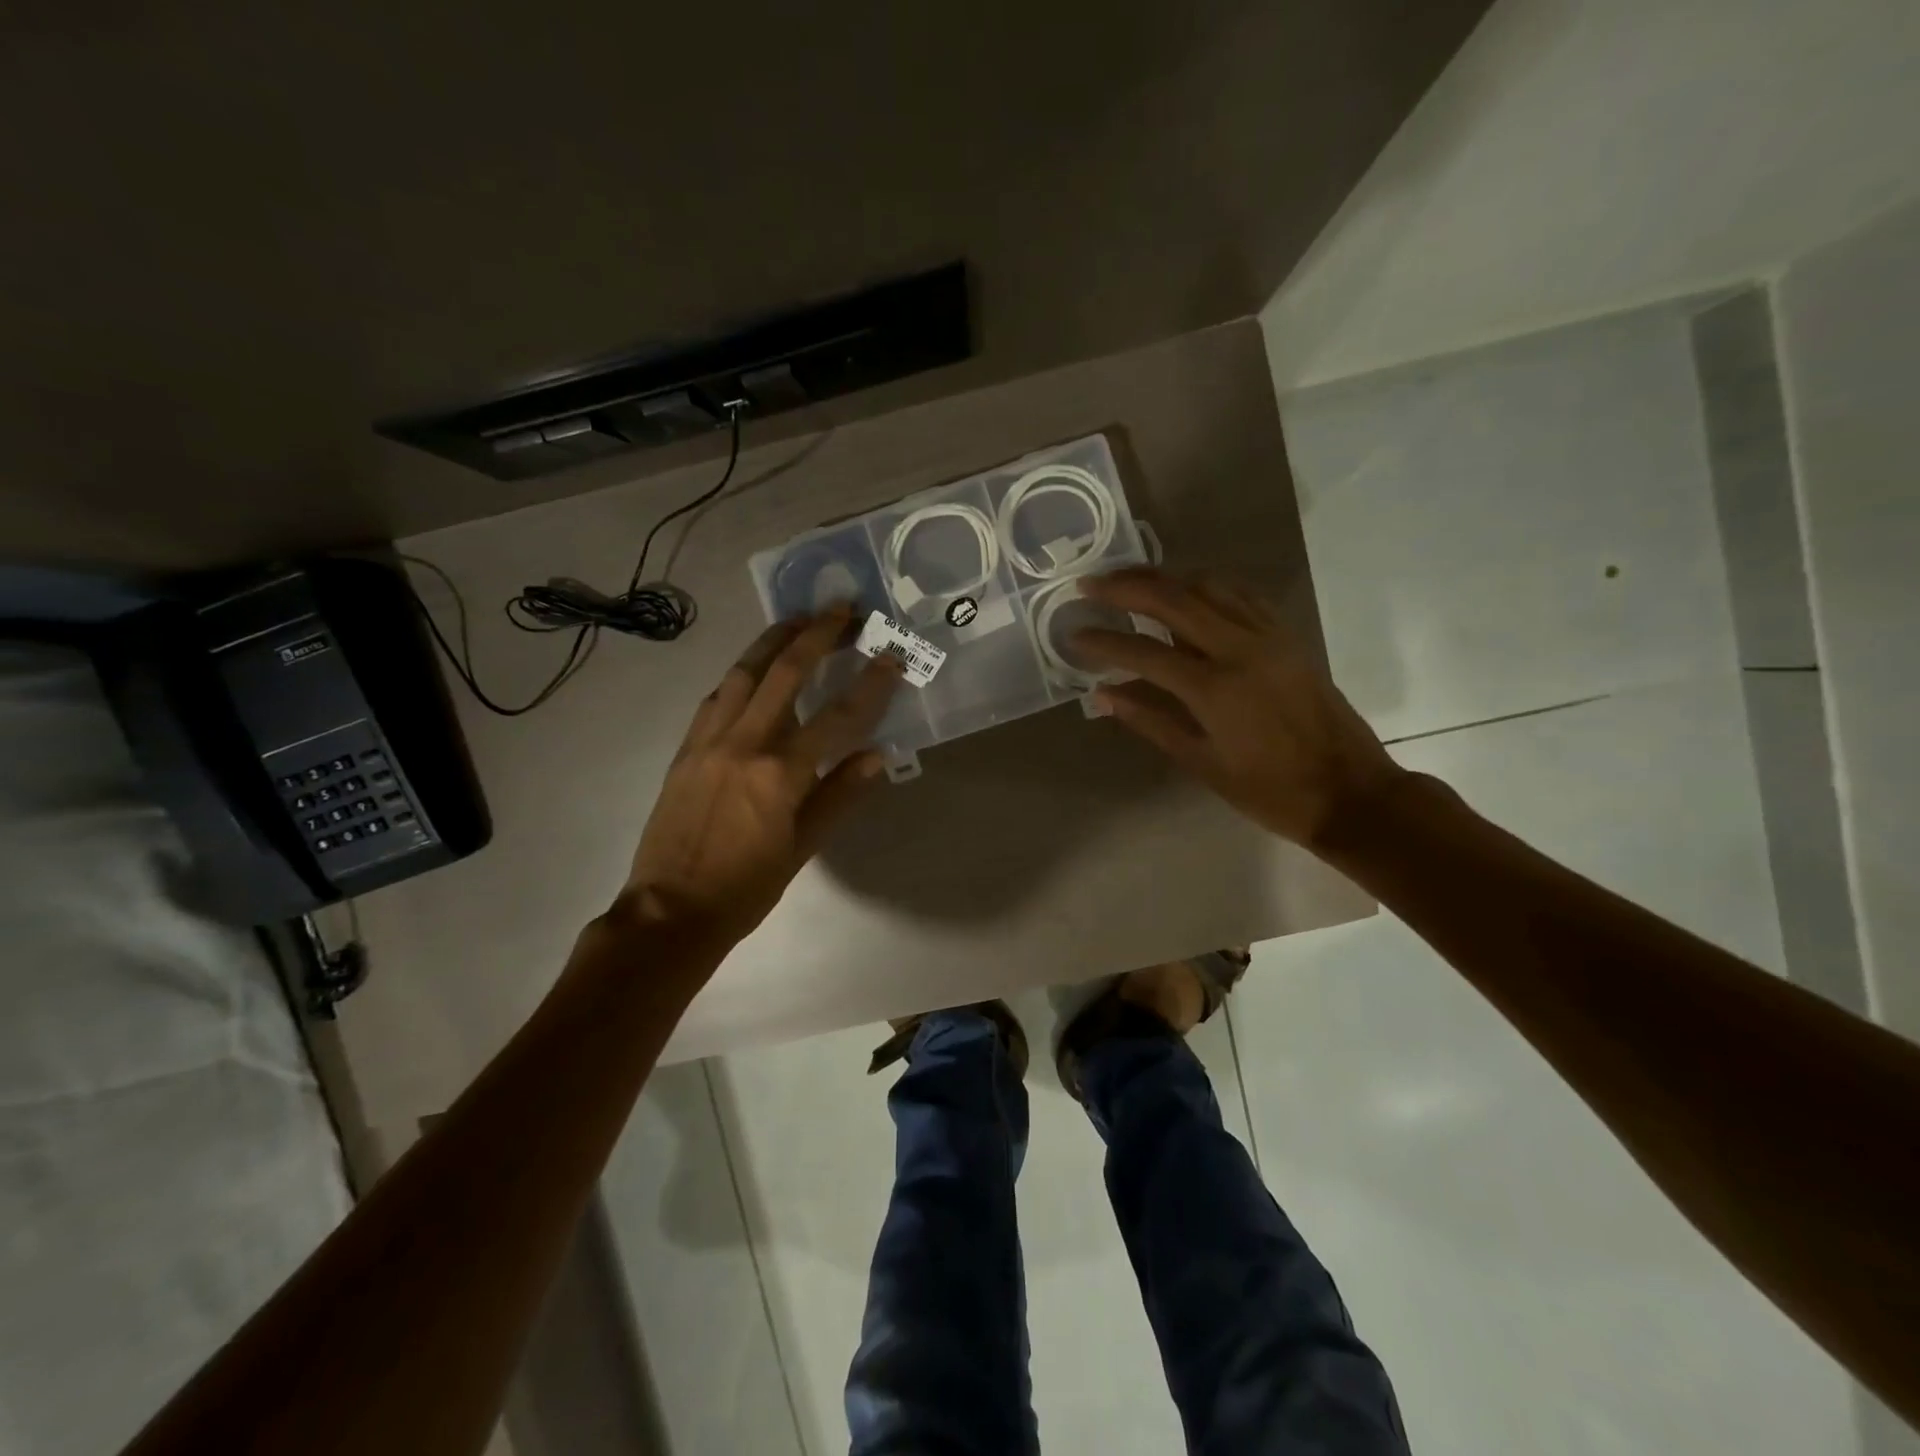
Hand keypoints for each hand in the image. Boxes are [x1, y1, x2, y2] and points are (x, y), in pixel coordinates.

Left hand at [618, 605, 902, 943]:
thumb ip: (840, 796)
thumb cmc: (746, 888)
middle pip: (785, 671)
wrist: (669, 912)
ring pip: (744, 672)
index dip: (871, 683)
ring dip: (775, 640)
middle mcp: (744, 743)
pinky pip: (717, 696)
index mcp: (780, 773)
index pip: (838, 716)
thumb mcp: (803, 848)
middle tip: (843, 607)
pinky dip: (742, 673)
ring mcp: (709, 740)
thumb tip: (877, 756)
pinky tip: (754, 667)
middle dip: (818, 634)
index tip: (892, 655)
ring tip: (799, 619)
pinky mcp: (686, 748)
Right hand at [1074, 568, 1404, 848]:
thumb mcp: (1201, 763)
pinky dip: (1204, 586)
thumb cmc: (1269, 790)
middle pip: (1174, 598)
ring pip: (1208, 585)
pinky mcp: (1287, 636)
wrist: (1350, 791)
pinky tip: (1186, 591)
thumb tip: (1103, 693)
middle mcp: (1240, 648)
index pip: (1143, 651)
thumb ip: (1150, 721)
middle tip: (1090, 583)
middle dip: (1126, 586)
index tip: (1073, 634)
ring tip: (1130, 580)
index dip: (1103, 641)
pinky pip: (1240, 595)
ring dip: (1164, 577)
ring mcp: (1268, 637)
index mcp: (1214, 688)